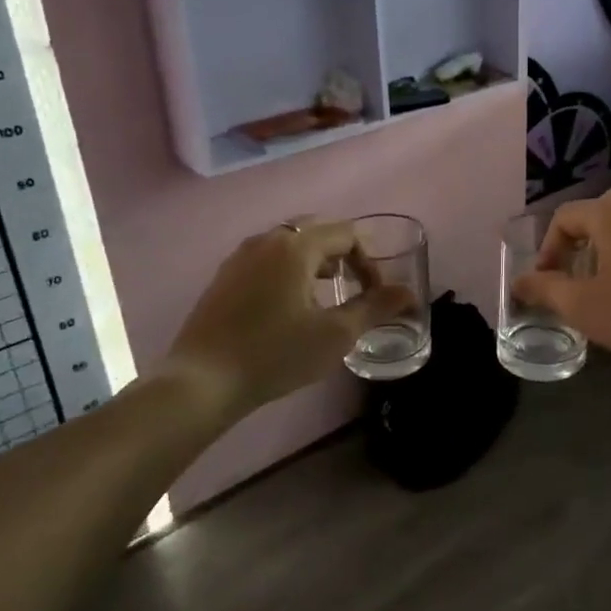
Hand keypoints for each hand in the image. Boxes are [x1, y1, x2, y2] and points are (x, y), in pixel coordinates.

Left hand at [156, 221, 414, 419]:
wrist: (202, 381)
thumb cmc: (276, 354)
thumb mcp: (335, 335)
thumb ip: (374, 308)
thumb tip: (408, 293)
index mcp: (296, 246)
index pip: (346, 234)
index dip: (369, 261)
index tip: (374, 294)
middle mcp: (267, 240)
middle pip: (316, 230)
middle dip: (342, 253)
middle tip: (351, 286)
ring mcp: (240, 256)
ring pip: (288, 243)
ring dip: (314, 260)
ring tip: (323, 295)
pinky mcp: (223, 276)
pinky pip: (266, 258)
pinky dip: (287, 269)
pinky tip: (286, 306)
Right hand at [513, 189, 610, 368]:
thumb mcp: (582, 304)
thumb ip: (545, 290)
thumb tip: (518, 283)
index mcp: (609, 211)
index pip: (563, 218)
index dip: (546, 250)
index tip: (545, 283)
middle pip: (592, 221)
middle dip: (574, 252)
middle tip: (569, 285)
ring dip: (601, 258)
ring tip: (600, 293)